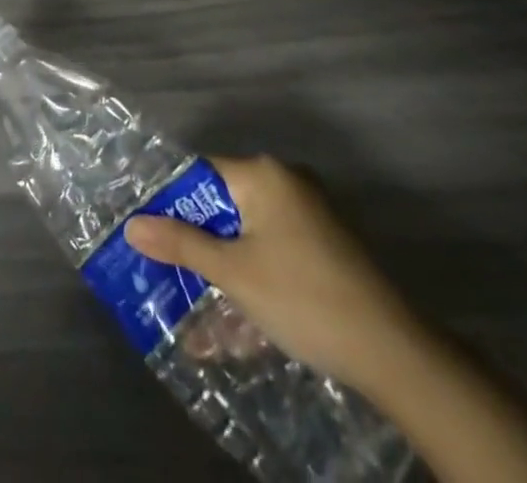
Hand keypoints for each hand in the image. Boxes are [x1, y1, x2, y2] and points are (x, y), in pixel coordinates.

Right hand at [125, 155, 419, 390]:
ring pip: (247, 232)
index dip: (170, 202)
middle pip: (222, 203)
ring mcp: (309, 213)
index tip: (146, 232)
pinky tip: (234, 318)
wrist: (394, 353)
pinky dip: (251, 275)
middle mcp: (285, 181)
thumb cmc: (303, 297)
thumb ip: (181, 244)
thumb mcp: (233, 273)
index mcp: (262, 174)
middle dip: (194, 241)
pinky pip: (272, 249)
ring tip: (191, 302)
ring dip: (221, 266)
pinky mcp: (324, 245)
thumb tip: (132, 225)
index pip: (199, 174)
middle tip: (163, 269)